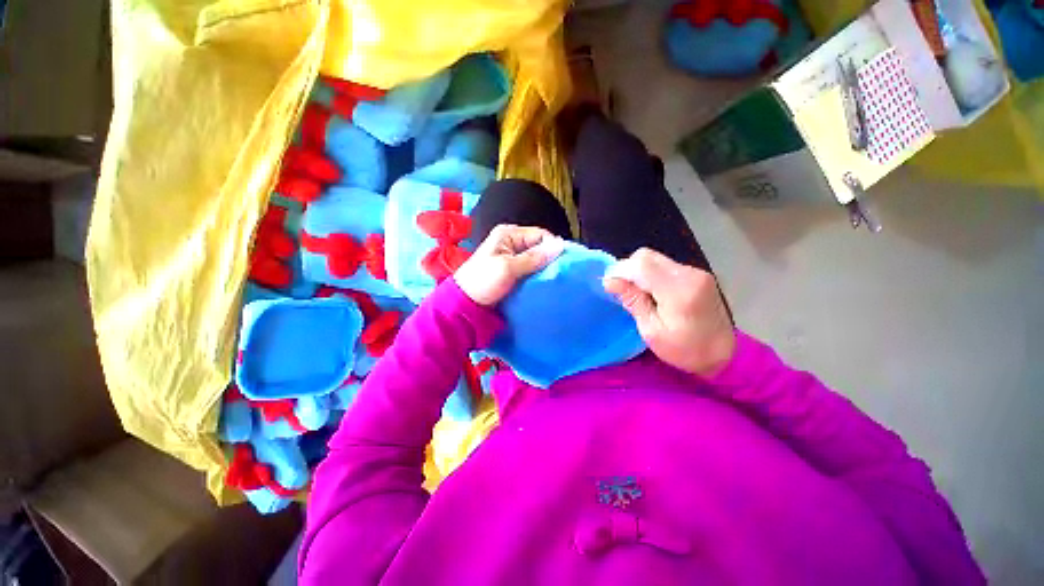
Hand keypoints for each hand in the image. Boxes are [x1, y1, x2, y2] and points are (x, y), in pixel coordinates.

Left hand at [454, 225, 564, 306]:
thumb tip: (561, 245)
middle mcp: (512, 241)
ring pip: (536, 259)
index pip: (540, 234)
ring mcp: (511, 256)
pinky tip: (542, 283)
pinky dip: (536, 275)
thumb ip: (534, 257)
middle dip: (548, 259)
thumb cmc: (483, 281)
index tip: (562, 263)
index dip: (552, 247)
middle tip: (557, 274)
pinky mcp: (512, 270)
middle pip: (539, 246)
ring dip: (543, 269)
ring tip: (552, 279)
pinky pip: (530, 269)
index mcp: (508, 234)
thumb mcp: (509, 268)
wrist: (465, 303)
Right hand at [603, 248, 734, 377]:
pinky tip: (653, 292)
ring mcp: (695, 272)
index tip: (609, 285)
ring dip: (640, 272)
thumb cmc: (685, 350)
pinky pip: (665, 266)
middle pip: (647, 256)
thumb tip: (610, 280)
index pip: (641, 264)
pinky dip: (652, 275)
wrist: (725, 355)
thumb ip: (633, 301)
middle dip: (628, 269)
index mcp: (678, 291)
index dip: (620, 270)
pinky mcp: (697, 274)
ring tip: (639, 294)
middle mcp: (689, 274)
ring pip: (655, 259)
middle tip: (623, 291)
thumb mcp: (652, 331)